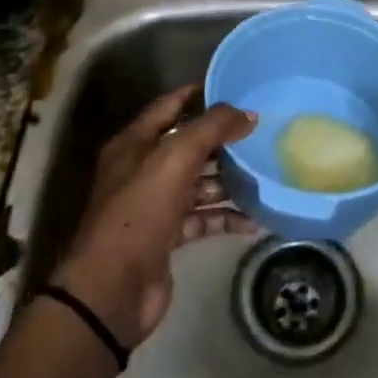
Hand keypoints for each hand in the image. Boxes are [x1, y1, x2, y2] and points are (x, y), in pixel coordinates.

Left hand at [52, 85, 256, 348]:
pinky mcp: (167, 237)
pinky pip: (202, 219)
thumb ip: (212, 129)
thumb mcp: (175, 158)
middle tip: (260, 132)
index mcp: (134, 144)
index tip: (235, 88)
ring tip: (264, 174)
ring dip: (228, 180)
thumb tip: (248, 113)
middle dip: (221, 140)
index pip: (169, 105)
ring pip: (197, 183)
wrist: (112, 289)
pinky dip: (225, 217)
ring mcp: (154, 205)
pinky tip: (254, 219)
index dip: (199, 94)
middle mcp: (142, 170)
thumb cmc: (139, 211)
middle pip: (187, 145)